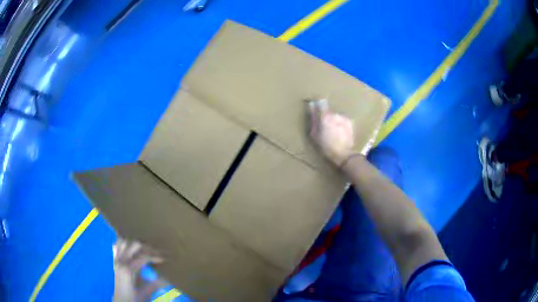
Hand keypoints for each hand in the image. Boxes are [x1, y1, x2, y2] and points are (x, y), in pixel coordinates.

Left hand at [113, 239, 164, 301]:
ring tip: (144, 251)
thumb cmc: (134, 298)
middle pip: (134, 245)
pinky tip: (132, 250)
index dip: (155, 256)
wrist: (121, 301)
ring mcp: (116, 259)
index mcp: (129, 269)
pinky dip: (124, 245)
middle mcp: (121, 261)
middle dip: (147, 247)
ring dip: (135, 245)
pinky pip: (117, 246)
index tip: (164, 258)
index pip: (144, 256)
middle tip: (156, 253)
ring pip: (124, 242)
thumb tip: (168, 278)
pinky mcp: (114, 260)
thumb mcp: (146, 293)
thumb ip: (156, 285)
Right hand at [308, 99, 355, 166]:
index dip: (317, 104)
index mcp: (325, 116)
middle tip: (324, 126)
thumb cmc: (326, 146)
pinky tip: (340, 132)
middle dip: (325, 115)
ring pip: (336, 115)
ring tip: (333, 131)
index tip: (315, 108)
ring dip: (333, 119)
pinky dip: (340, 123)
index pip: (321, 102)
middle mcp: (336, 114)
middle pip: (328, 110)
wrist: (344, 154)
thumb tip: (311, 106)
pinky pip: (342, 119)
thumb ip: (313, 118)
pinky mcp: (350, 122)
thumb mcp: (314, 134)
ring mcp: (344, 117)